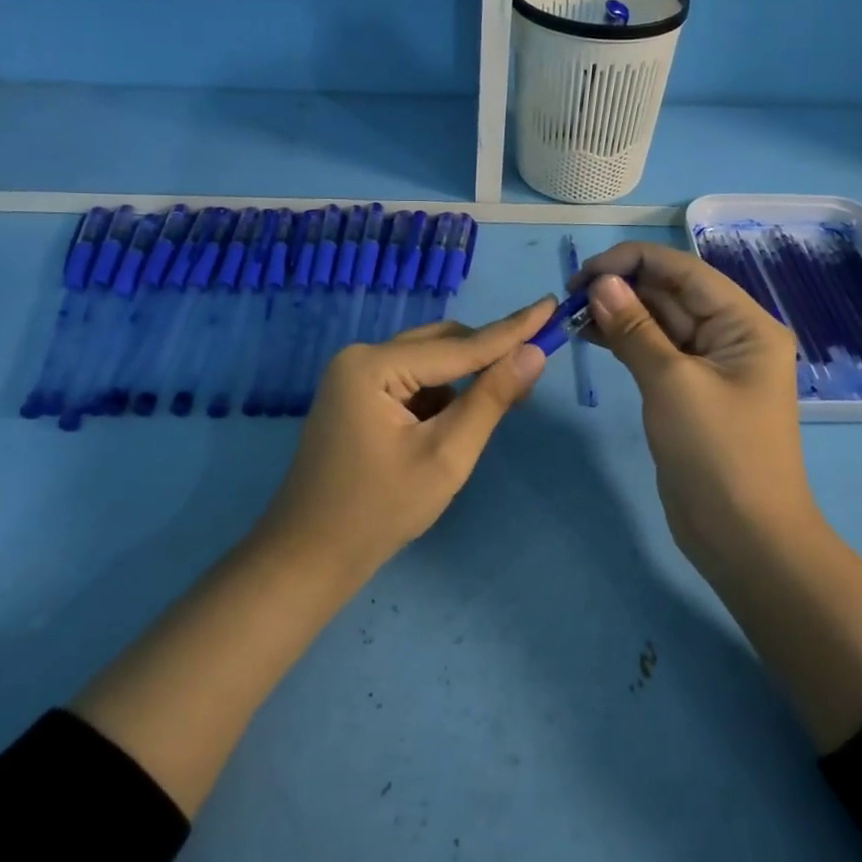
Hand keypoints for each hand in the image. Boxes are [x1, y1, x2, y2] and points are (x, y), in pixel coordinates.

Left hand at [260, 297, 557, 576]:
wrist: (310, 557)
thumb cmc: (380, 510)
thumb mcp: (446, 455)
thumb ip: (491, 399)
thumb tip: (534, 353)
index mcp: (374, 365)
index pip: (460, 346)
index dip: (512, 329)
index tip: (551, 304)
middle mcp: (361, 358)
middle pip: (442, 345)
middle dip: (488, 356)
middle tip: (536, 363)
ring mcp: (355, 378)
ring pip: (429, 363)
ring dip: (466, 379)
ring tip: (504, 401)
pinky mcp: (358, 398)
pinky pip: (413, 382)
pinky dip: (441, 396)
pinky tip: (457, 423)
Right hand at [576, 243, 861, 749]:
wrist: (744, 539)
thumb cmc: (717, 454)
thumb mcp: (672, 384)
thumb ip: (635, 329)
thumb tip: (601, 283)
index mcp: (744, 324)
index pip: (684, 271)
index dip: (632, 262)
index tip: (583, 275)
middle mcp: (731, 336)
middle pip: (671, 293)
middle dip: (621, 290)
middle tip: (569, 300)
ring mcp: (709, 366)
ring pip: (659, 322)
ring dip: (618, 315)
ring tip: (572, 317)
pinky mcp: (689, 392)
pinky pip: (654, 352)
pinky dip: (624, 342)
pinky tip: (590, 337)